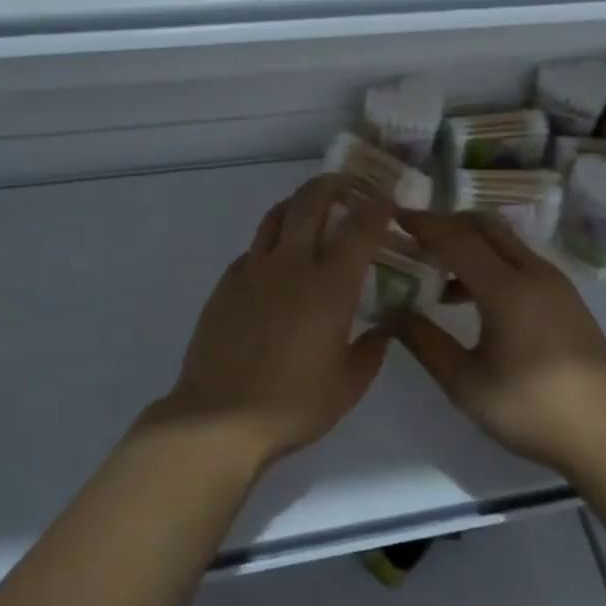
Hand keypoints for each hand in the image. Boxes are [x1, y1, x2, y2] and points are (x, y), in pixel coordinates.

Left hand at [151, 175, 392, 469]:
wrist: (218, 419)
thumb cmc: (292, 405)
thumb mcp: (348, 386)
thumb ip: (371, 351)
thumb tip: (381, 329)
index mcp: (329, 285)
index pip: (359, 227)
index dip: (377, 208)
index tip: (387, 203)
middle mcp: (291, 264)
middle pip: (311, 202)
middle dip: (333, 185)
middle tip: (348, 188)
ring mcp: (253, 270)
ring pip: (276, 215)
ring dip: (298, 203)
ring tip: (310, 209)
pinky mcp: (226, 283)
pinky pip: (253, 249)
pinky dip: (271, 243)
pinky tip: (276, 263)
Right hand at [380, 211, 605, 476]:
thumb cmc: (532, 409)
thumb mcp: (466, 384)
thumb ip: (425, 342)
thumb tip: (390, 314)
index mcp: (507, 288)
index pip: (457, 238)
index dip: (424, 224)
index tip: (396, 217)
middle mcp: (533, 272)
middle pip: (485, 226)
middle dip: (448, 224)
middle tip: (416, 239)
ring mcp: (555, 282)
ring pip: (505, 241)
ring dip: (471, 244)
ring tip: (439, 273)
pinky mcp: (566, 296)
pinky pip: (521, 260)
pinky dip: (492, 260)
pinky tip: (475, 298)